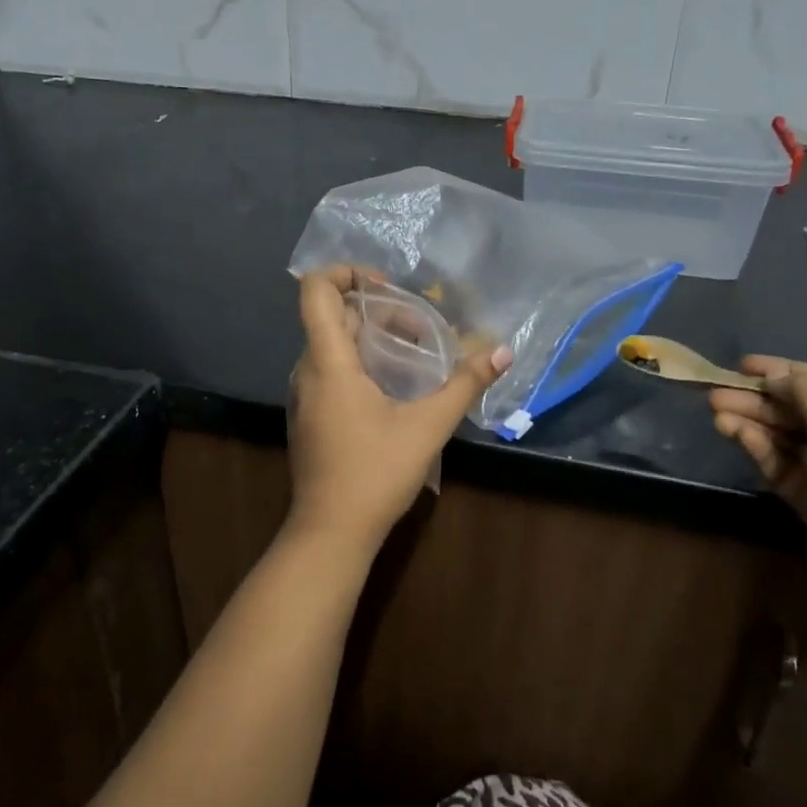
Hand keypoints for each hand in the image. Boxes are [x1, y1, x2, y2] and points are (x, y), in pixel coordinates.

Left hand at [286, 269, 511, 555]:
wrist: (330, 533)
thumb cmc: (375, 473)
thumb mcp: (428, 426)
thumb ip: (465, 385)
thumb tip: (502, 352)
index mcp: (328, 362)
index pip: (315, 290)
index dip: (346, 273)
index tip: (387, 288)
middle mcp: (308, 370)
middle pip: (334, 316)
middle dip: (379, 311)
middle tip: (422, 330)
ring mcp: (304, 395)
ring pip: (333, 345)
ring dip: (372, 338)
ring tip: (416, 356)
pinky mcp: (310, 416)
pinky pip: (331, 370)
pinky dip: (361, 363)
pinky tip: (395, 388)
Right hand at [710, 357, 806, 625]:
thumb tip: (777, 376)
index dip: (790, 371)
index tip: (746, 366)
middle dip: (764, 401)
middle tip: (719, 391)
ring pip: (793, 440)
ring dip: (756, 423)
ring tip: (715, 411)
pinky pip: (789, 468)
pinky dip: (762, 450)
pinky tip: (733, 434)